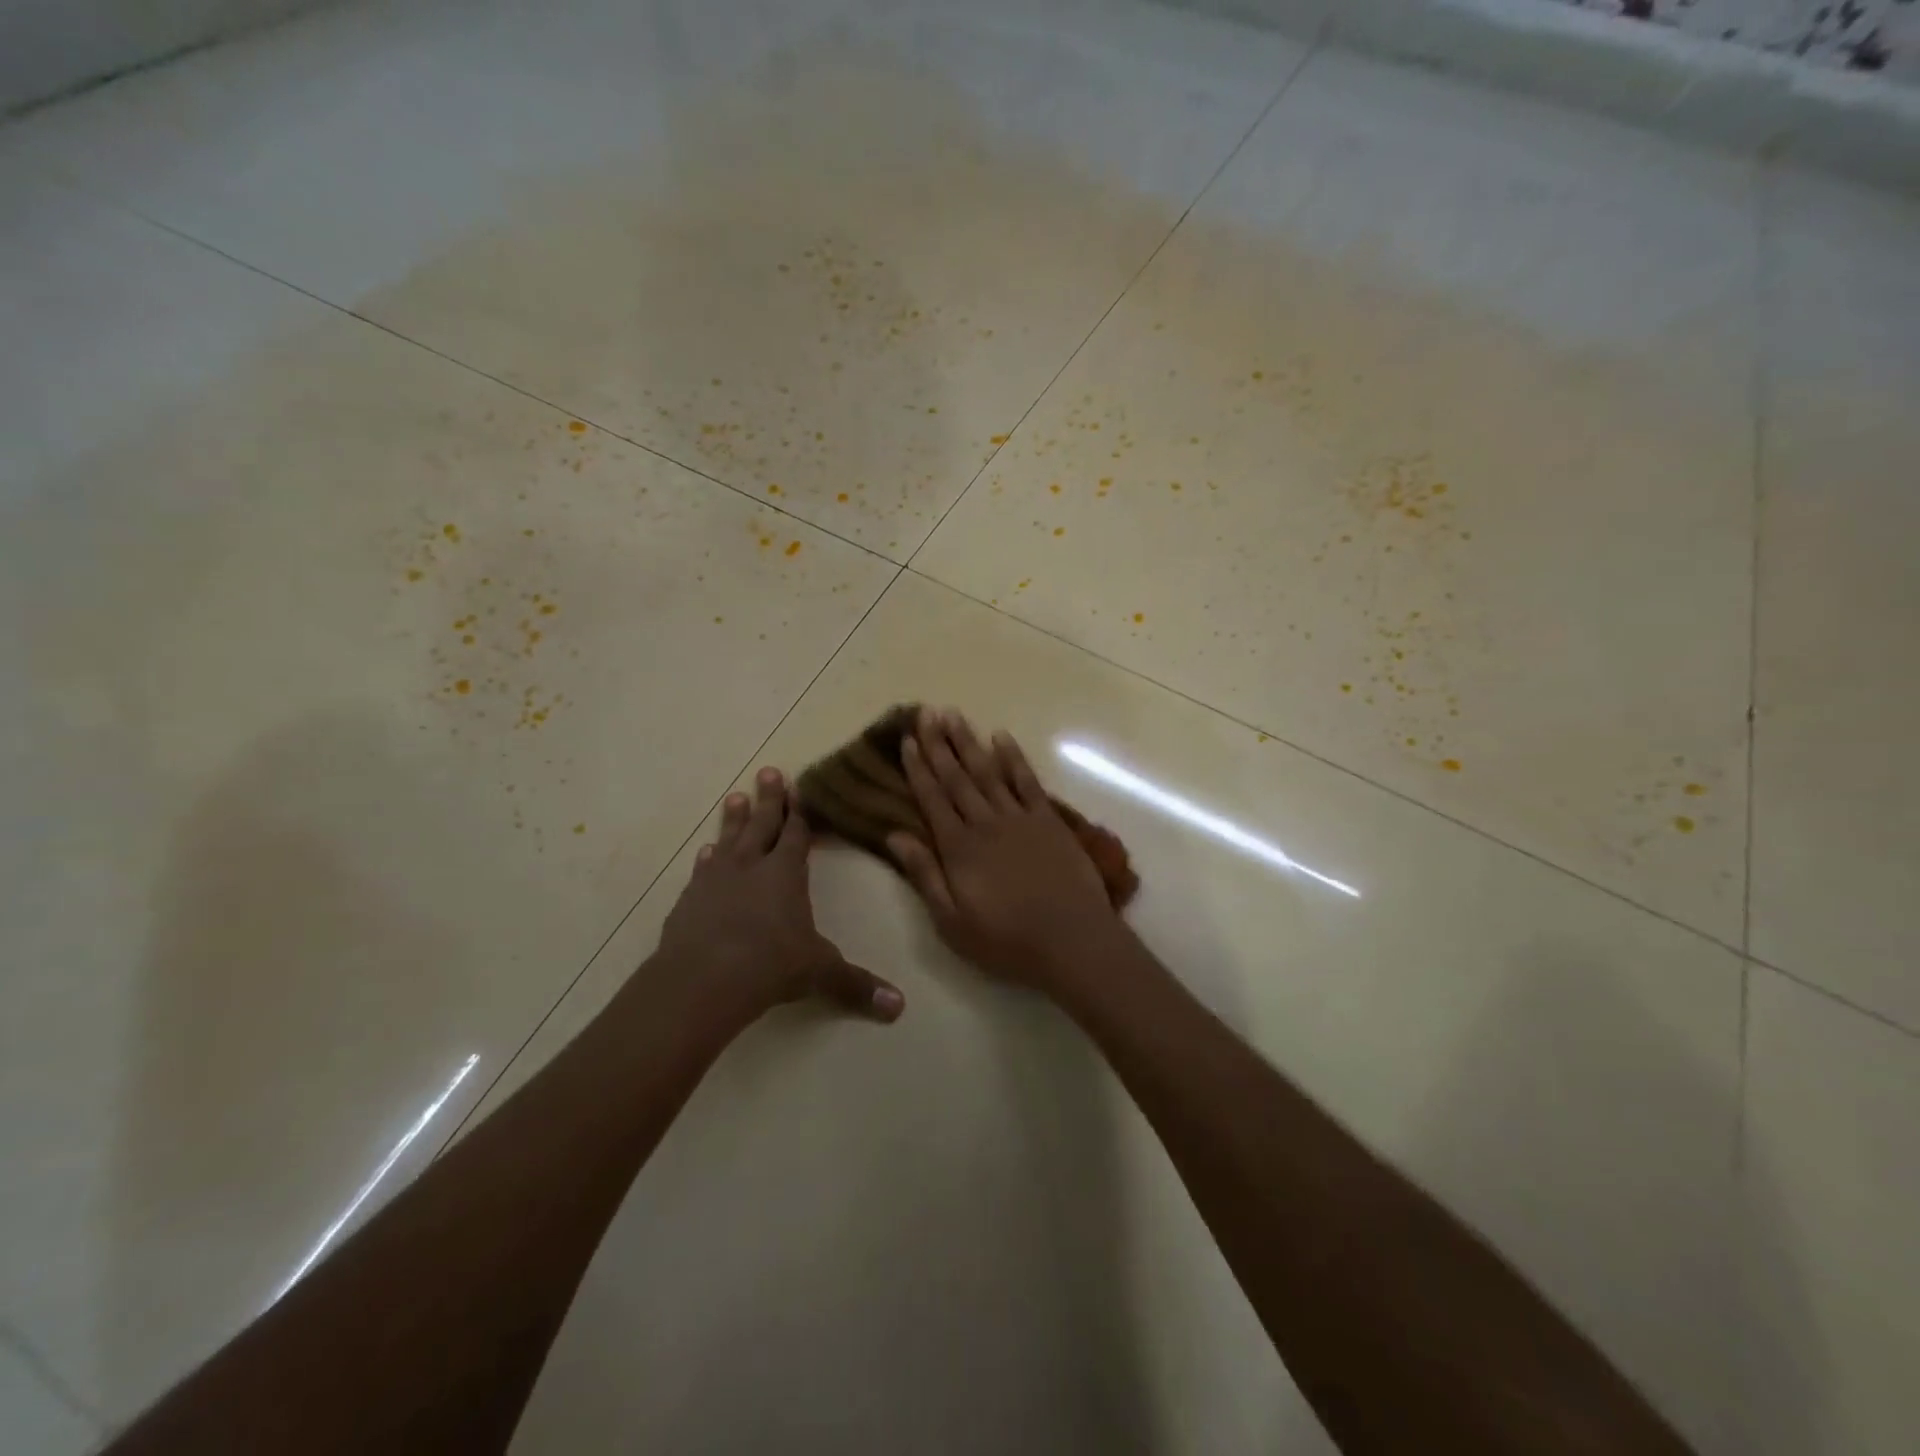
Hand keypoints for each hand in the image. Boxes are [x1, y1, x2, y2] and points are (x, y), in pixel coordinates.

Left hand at [656, 767, 904, 1022]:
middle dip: (768, 799)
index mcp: (786, 873)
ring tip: (734, 797)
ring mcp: (716, 880)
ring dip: (733, 819)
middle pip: (762, 824)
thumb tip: (899, 1007)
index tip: (800, 788)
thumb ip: (857, 985)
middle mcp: (752, 867)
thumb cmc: (769, 965)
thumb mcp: (820, 973)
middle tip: (767, 771)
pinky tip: (705, 852)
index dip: (800, 812)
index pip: (797, 834)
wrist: (702, 980)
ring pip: (728, 839)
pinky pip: (702, 870)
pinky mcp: (690, 900)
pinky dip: (707, 858)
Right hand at [887, 707, 1124, 995]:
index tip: (908, 740)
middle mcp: (985, 823)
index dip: (918, 768)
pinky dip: (1013, 757)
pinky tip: (1001, 737)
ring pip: (988, 771)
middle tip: (927, 712)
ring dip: (969, 742)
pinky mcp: (1048, 820)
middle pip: (957, 777)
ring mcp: (1019, 817)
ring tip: (954, 715)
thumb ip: (924, 875)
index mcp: (958, 848)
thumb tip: (895, 835)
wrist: (1072, 941)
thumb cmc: (1006, 940)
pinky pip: (1027, 780)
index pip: (932, 798)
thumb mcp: (952, 921)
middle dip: (939, 744)